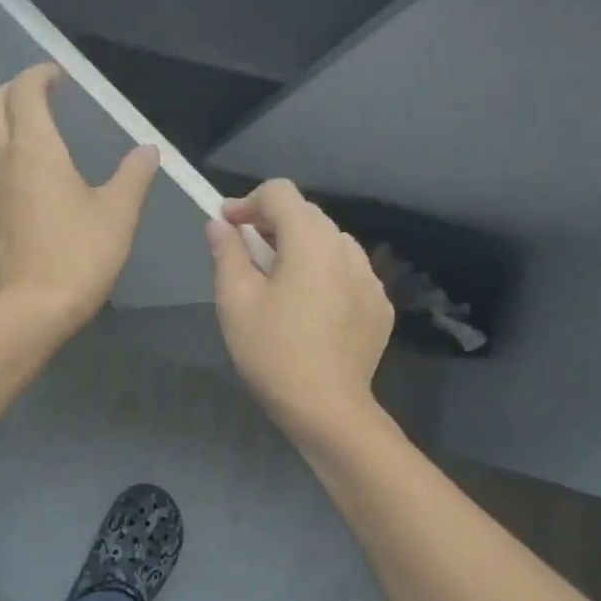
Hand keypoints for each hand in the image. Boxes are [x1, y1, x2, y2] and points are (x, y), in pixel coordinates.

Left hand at [0, 64, 158, 331]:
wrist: (29, 309)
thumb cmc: (78, 255)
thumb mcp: (118, 213)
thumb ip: (133, 176)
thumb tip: (147, 151)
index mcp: (34, 148)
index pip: (24, 91)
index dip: (39, 75)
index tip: (60, 75)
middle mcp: (3, 160)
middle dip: (14, 90)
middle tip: (43, 93)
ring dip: (8, 122)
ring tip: (42, 129)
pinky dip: (8, 152)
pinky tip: (35, 175)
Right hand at [208, 180, 393, 441]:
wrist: (327, 408)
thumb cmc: (272, 351)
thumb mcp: (235, 300)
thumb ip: (227, 253)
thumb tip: (220, 224)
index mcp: (311, 241)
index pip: (280, 192)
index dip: (247, 203)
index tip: (227, 228)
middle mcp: (347, 249)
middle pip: (306, 214)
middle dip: (272, 225)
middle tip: (245, 257)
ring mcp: (370, 278)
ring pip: (329, 242)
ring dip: (299, 248)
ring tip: (278, 284)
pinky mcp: (380, 305)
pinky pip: (347, 272)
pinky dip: (323, 274)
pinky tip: (308, 309)